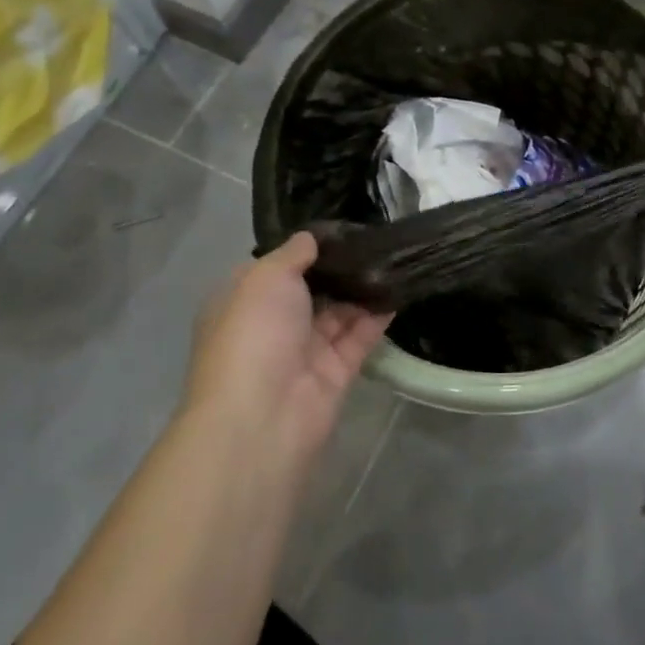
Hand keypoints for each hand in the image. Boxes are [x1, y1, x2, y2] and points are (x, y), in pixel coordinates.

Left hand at [185, 233, 390, 475]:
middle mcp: (272, 326)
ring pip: (339, 312)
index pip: (276, 270)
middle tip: (377, 236)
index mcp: (243, 302)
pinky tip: (401, 286)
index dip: (305, 250)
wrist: (262, 416)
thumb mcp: (265, 277)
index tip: (341, 227)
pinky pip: (360, 336)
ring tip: (396, 255)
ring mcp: (305, 351)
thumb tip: (312, 238)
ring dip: (364, 287)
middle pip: (312, 290)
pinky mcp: (336, 372)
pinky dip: (379, 314)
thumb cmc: (253, 334)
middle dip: (340, 267)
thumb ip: (293, 253)